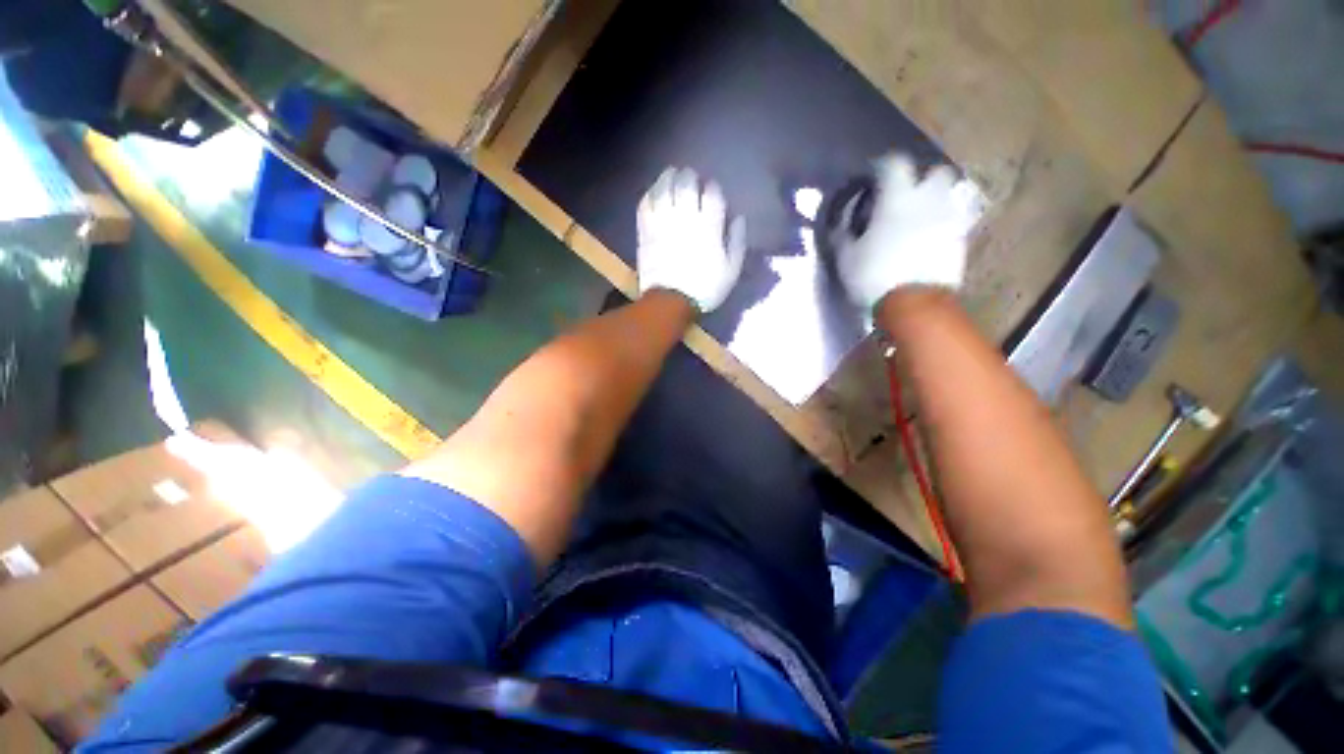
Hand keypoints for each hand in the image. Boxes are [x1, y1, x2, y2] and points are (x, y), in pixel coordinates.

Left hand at [637, 167, 745, 313]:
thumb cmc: (705, 288)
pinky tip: (654, 190)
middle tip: (691, 175)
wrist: (670, 302)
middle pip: (686, 184)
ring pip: (664, 188)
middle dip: (690, 176)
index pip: (712, 194)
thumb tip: (739, 217)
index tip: (712, 187)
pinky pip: (646, 204)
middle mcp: (685, 218)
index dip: (713, 187)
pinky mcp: (646, 230)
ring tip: (671, 173)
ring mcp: (663, 222)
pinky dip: (650, 193)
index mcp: (708, 227)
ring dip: (668, 177)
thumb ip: (737, 241)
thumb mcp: (731, 270)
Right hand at [831, 154, 982, 310]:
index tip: (874, 175)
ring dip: (941, 196)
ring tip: (928, 211)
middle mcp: (928, 200)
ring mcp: (950, 217)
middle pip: (936, 172)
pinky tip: (936, 232)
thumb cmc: (873, 276)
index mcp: (897, 199)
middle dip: (923, 178)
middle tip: (908, 194)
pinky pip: (960, 217)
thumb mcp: (846, 257)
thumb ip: (842, 234)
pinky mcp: (961, 237)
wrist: (912, 302)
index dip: (883, 165)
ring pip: (954, 192)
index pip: (894, 164)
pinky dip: (949, 218)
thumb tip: (839, 221)